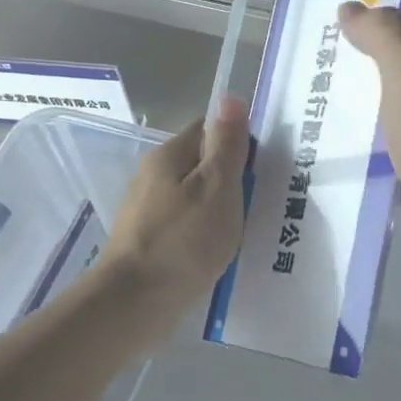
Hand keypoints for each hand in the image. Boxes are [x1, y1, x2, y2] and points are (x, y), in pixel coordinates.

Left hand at [101, 96, 250, 319]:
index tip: (264, 168)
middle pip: (201, 165)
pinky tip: (221, 253)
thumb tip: (230, 97)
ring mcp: (149, 213)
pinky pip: (186, 229)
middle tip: (262, 202)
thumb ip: (226, 144)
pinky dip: (205, 236)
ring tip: (248, 230)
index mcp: (168, 156)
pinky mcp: (149, 244)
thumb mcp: (217, 187)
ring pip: (195, 199)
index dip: (239, 142)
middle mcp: (153, 178)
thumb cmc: (183, 241)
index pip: (209, 129)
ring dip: (220, 211)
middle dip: (232, 180)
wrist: (135, 303)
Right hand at [339, 3, 400, 277]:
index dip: (379, 16)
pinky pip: (397, 152)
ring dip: (362, 113)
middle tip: (314, 69)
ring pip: (397, 112)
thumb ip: (383, 34)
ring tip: (313, 110)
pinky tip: (338, 155)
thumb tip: (352, 9)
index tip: (333, 23)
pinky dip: (372, 153)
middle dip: (361, 67)